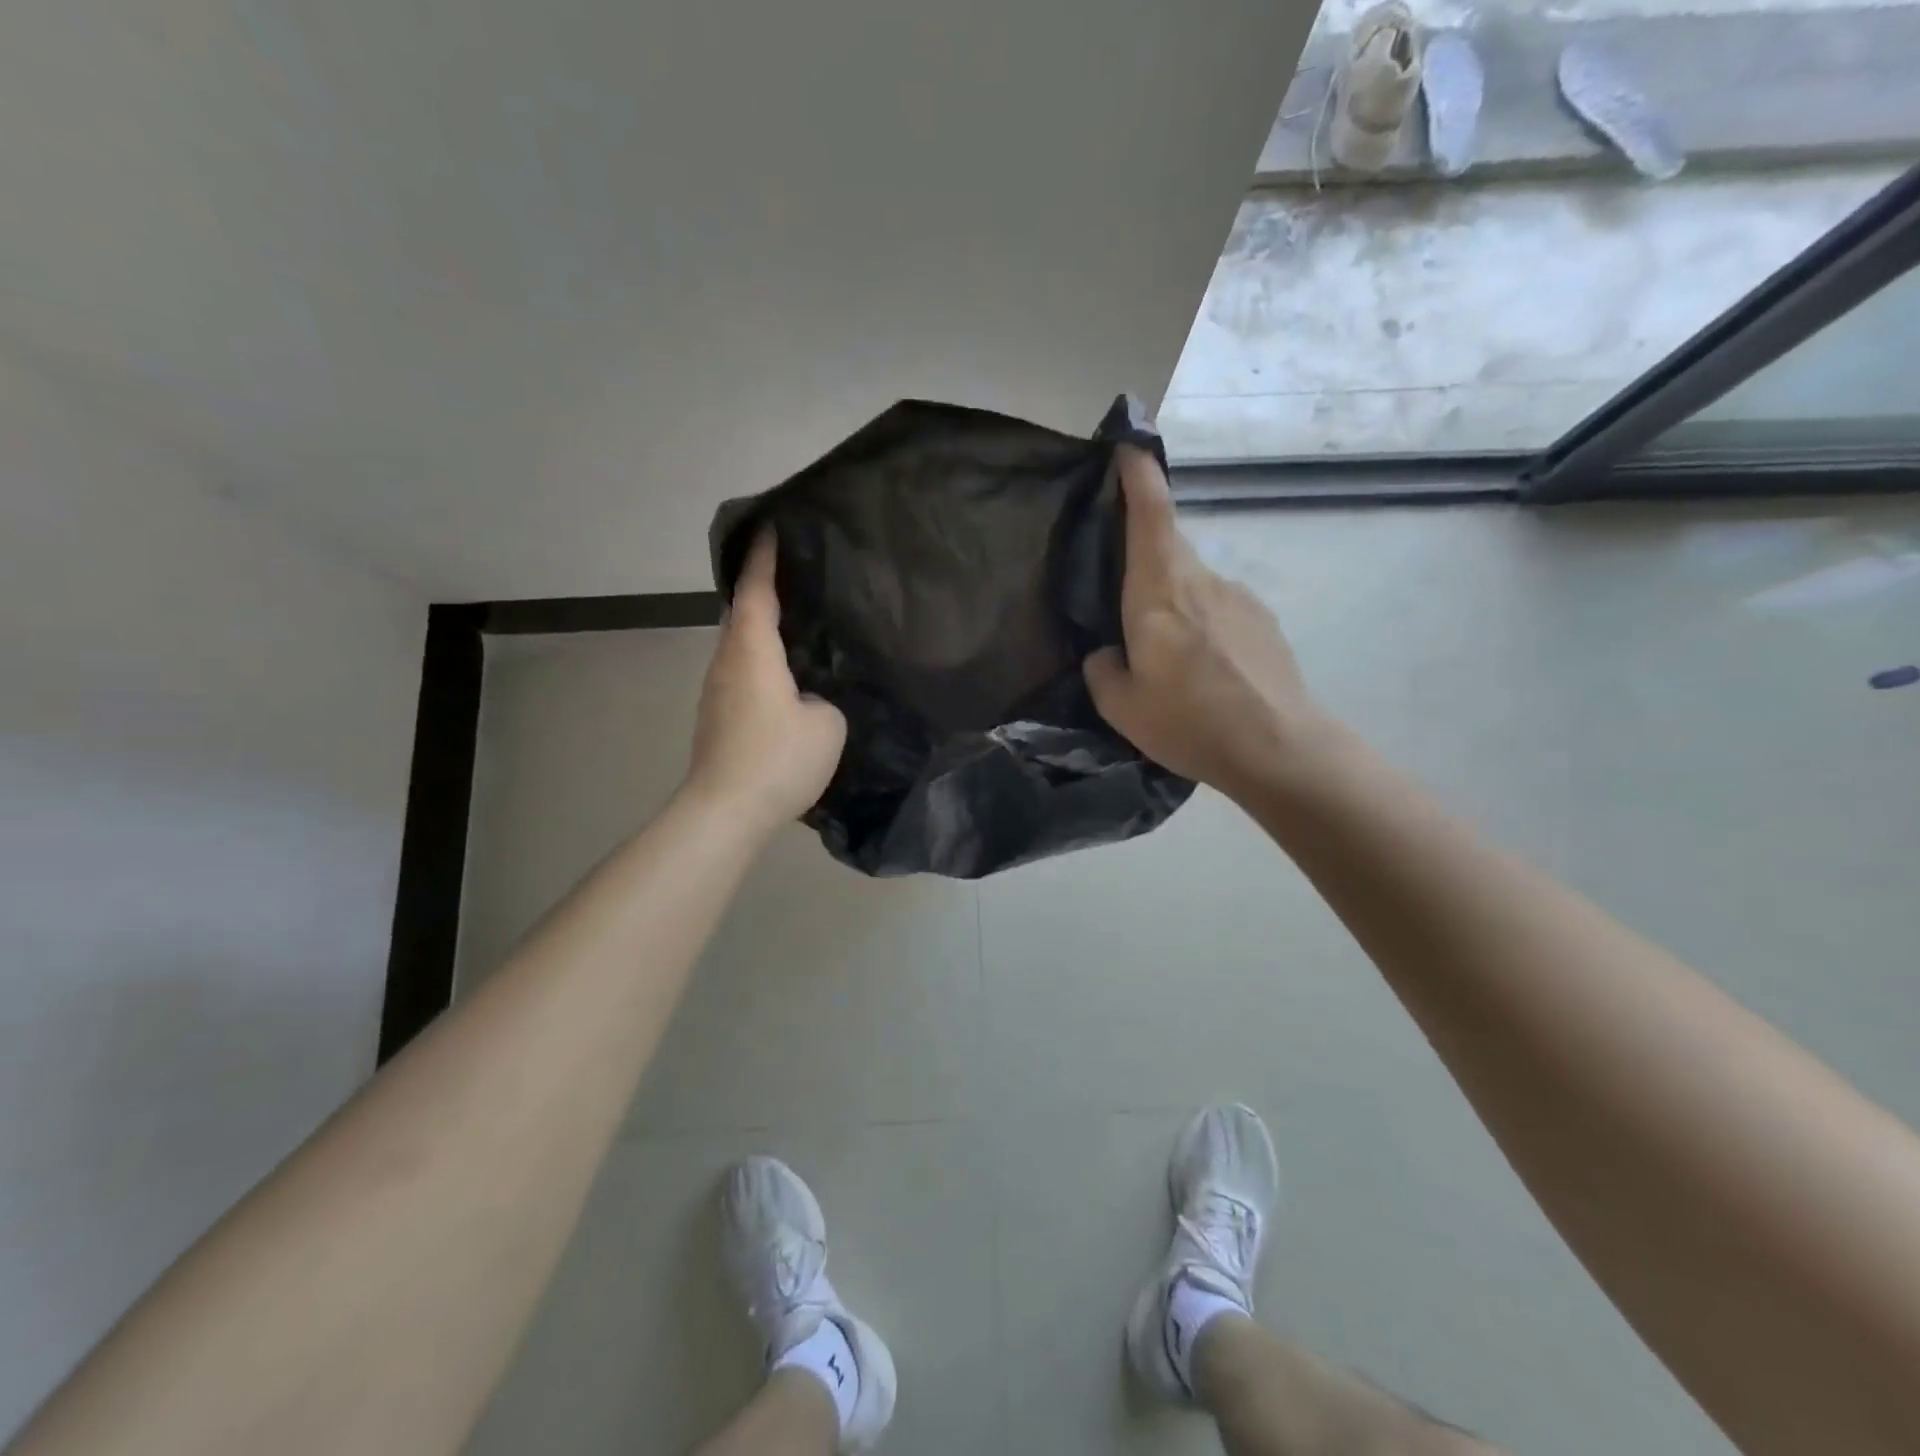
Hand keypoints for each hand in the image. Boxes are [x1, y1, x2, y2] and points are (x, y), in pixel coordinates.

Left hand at [685, 531, 846, 833]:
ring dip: (763, 629)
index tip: (772, 525)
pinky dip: (761, 661)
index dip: (765, 557)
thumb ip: (824, 698)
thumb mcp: (826, 724)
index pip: (758, 591)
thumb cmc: (777, 758)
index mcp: (753, 651)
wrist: (725, 812)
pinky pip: (742, 673)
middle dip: (763, 589)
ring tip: (797, 622)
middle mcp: (727, 662)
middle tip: (794, 574)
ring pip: (740, 646)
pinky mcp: (717, 718)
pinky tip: (786, 676)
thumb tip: (809, 699)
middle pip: (743, 614)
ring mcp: (716, 692)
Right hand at [1083, 447, 1325, 800]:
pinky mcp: (1264, 622)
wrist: (1278, 748)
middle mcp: (1202, 580)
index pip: (1149, 512)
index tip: (1127, 447)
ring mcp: (1240, 598)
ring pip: (1192, 586)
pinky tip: (1205, 675)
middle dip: (1141, 561)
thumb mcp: (1121, 706)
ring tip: (1168, 663)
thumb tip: (1107, 653)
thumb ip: (1102, 669)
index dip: (1137, 474)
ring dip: (1174, 608)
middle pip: (1166, 550)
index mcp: (1159, 590)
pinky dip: (1203, 630)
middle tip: (1121, 607)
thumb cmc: (1189, 720)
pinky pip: (1219, 611)